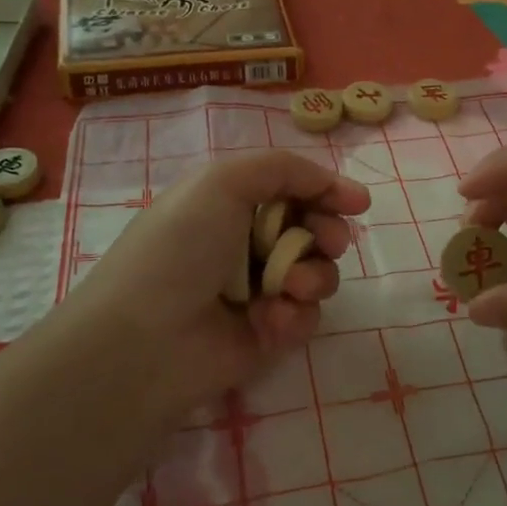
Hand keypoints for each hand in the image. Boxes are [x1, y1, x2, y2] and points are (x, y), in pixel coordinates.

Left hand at [56, 150, 368, 422]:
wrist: (148, 337)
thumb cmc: (181, 247)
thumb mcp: (224, 182)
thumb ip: (284, 169)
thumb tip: (334, 183)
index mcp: (233, 204)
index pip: (295, 190)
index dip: (327, 192)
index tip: (358, 203)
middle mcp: (248, 244)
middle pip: (315, 231)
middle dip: (329, 233)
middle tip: (329, 242)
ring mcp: (260, 291)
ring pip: (319, 274)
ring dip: (313, 276)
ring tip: (289, 286)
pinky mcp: (269, 333)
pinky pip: (307, 316)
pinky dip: (295, 315)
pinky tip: (268, 320)